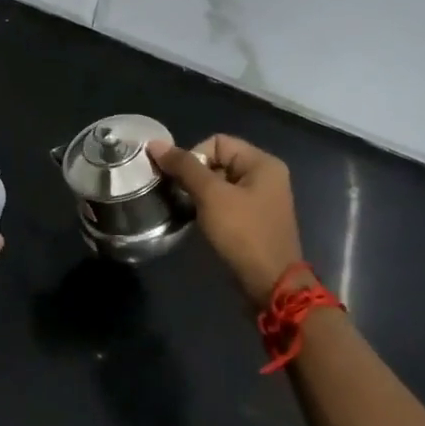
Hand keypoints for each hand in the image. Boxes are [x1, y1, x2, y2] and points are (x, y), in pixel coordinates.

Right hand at [149, 135, 302, 306]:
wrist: (270, 284)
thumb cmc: (243, 233)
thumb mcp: (211, 196)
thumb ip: (184, 167)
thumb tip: (154, 144)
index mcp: (262, 163)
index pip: (216, 142)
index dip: (194, 156)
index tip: (181, 181)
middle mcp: (265, 175)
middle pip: (217, 160)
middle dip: (194, 175)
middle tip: (180, 195)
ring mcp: (260, 198)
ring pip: (219, 182)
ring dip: (198, 192)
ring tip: (186, 208)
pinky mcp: (253, 218)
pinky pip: (225, 201)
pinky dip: (208, 207)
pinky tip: (198, 220)